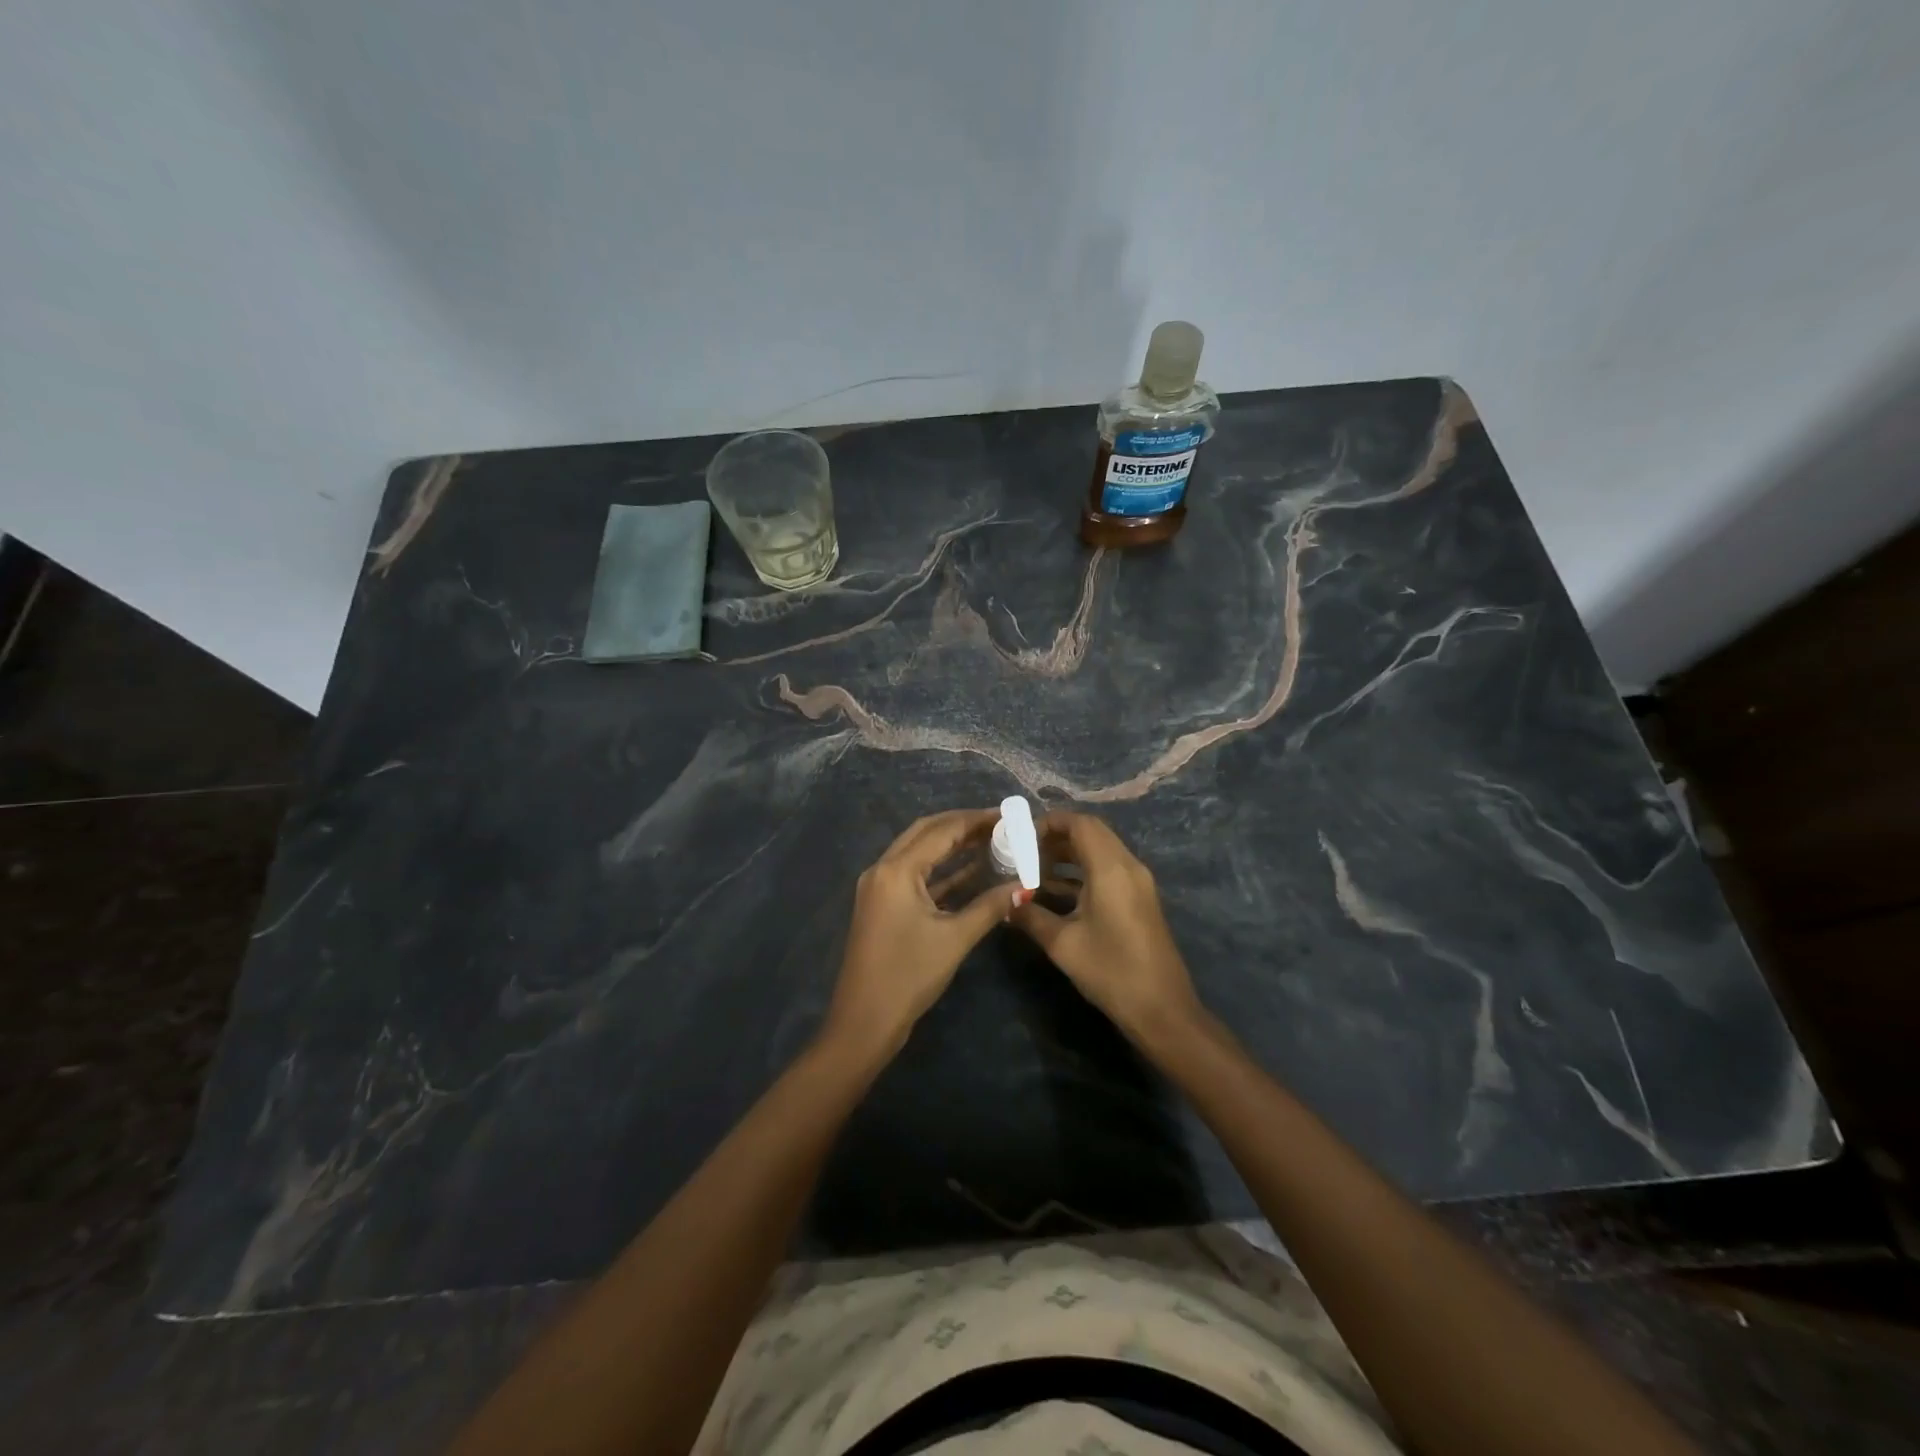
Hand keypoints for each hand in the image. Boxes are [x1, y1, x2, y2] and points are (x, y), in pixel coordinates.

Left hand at [822, 809, 1021, 1061]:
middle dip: (962, 825)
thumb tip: (1025, 886)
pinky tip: (971, 871)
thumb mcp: (955, 939)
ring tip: (992, 841)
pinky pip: (915, 875)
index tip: (1008, 815)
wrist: (864, 1022)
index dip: (976, 820)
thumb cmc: (909, 976)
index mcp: (896, 870)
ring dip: (952, 846)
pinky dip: (941, 870)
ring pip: (919, 852)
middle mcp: (883, 869)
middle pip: (926, 832)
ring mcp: (879, 887)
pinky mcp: (882, 905)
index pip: (941, 830)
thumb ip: (990, 906)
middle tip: (1000, 824)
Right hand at [1011, 812, 1200, 1044]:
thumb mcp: (1063, 944)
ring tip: (1033, 869)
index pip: (1080, 824)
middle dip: (1056, 837)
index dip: (1050, 822)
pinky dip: (1082, 871)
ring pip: (1100, 851)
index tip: (1021, 835)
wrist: (1162, 1009)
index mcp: (1111, 868)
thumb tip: (1006, 902)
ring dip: (1068, 855)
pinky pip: (1108, 869)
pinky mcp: (1139, 899)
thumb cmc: (1111, 971)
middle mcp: (1128, 866)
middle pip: (1092, 833)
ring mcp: (1138, 883)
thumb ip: (1031, 916)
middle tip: (1023, 851)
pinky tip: (1056, 892)